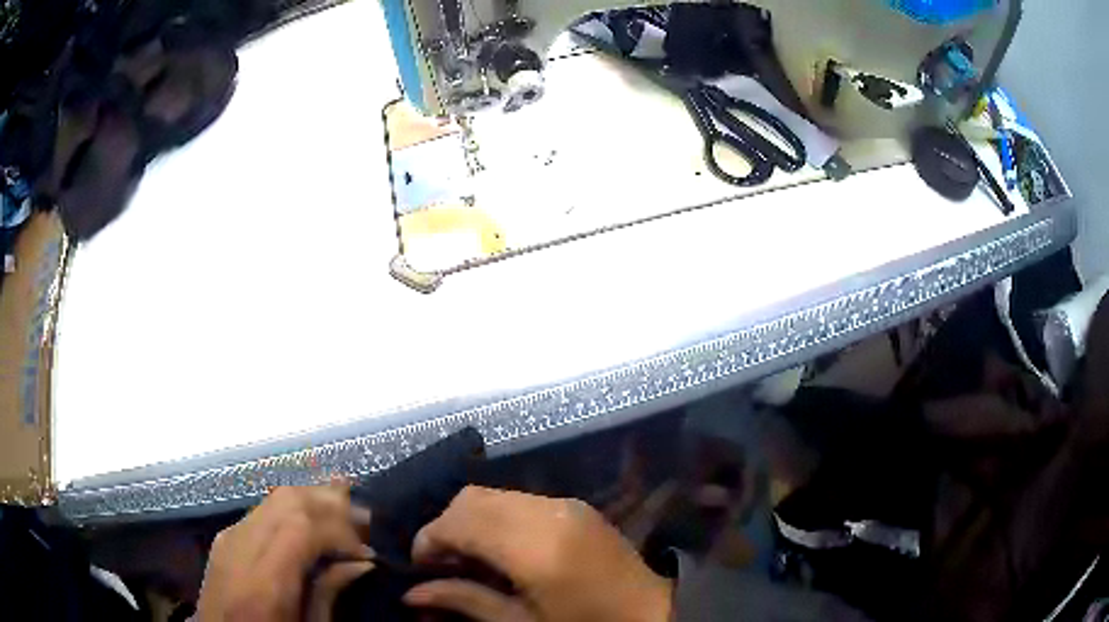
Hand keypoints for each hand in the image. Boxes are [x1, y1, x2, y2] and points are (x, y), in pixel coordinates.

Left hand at [197, 484, 374, 621]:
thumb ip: (329, 595)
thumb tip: (361, 563)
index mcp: (261, 582)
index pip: (300, 526)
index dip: (340, 528)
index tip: (369, 551)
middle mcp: (239, 547)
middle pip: (287, 500)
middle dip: (331, 502)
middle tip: (366, 521)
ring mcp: (227, 537)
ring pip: (274, 497)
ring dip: (312, 499)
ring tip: (345, 513)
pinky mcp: (224, 537)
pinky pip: (262, 510)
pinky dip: (292, 509)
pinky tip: (311, 522)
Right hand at [404, 487, 672, 621]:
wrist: (654, 613)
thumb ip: (465, 602)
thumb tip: (411, 594)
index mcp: (534, 546)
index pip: (459, 521)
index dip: (429, 540)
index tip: (419, 568)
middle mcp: (547, 512)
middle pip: (471, 498)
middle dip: (446, 527)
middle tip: (443, 565)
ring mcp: (565, 504)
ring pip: (493, 495)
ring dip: (470, 521)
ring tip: (470, 560)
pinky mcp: (576, 506)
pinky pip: (519, 501)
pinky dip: (496, 519)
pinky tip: (501, 551)